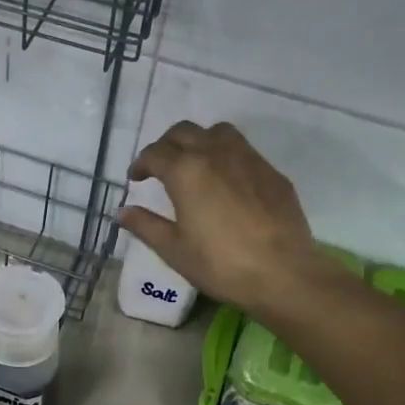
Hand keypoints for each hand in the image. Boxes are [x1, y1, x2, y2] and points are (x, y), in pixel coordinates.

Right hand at [119, 121, 324, 310]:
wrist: (282, 272)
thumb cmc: (220, 264)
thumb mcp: (174, 250)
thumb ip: (146, 226)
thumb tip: (122, 212)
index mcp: (186, 171)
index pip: (155, 154)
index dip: (141, 164)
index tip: (136, 179)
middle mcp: (215, 153)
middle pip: (184, 132)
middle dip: (166, 145)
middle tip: (160, 167)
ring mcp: (248, 159)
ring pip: (217, 132)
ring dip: (199, 141)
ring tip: (195, 164)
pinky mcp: (271, 172)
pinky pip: (243, 150)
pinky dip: (226, 156)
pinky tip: (227, 182)